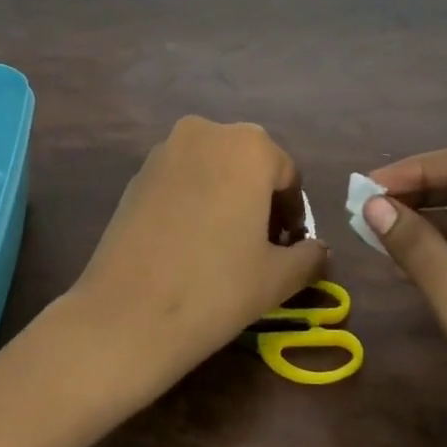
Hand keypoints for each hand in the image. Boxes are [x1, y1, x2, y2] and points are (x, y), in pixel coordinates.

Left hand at [63, 117, 325, 406]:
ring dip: (227, 198)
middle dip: (260, 200)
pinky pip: (181, 180)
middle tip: (262, 247)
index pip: (287, 176)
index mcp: (248, 146)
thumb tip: (318, 250)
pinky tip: (190, 243)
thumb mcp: (278, 277)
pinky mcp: (135, 175)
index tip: (291, 248)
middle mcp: (205, 133)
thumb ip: (309, 256)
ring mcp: (164, 151)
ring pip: (212, 169)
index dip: (294, 214)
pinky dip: (195, 201)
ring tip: (226, 246)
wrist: (127, 313)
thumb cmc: (216, 287)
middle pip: (248, 164)